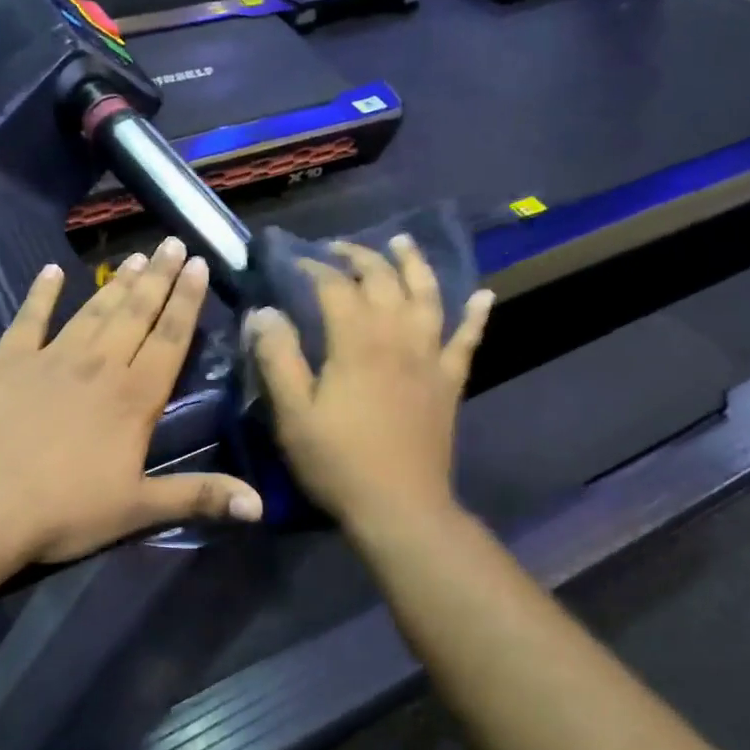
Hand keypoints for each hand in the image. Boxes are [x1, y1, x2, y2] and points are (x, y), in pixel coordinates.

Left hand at [0, 236, 262, 575]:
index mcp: (134, 397)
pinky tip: (50, 272)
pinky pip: (29, 318)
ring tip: (136, 255)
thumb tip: (260, 507)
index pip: (170, 338)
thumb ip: (199, 497)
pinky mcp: (6, 361)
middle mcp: (99, 365)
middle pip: (136, 312)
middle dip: (159, 277)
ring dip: (116, 282)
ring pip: (93, 310)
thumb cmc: (63, 510)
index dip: (187, 300)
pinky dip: (40, 294)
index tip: (199, 264)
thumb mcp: (137, 509)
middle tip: (174, 242)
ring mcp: (50, 358)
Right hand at [247, 235, 492, 528]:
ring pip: (427, 297)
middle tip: (338, 249)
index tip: (295, 263)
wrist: (400, 507)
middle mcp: (397, 338)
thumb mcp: (293, 414)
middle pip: (382, 281)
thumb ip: (277, 358)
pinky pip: (467, 340)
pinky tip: (484, 295)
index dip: (314, 268)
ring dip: (415, 265)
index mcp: (356, 343)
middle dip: (359, 257)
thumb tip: (264, 312)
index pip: (335, 287)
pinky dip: (476, 315)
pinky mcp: (449, 382)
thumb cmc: (338, 462)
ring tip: (403, 242)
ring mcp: (429, 358)